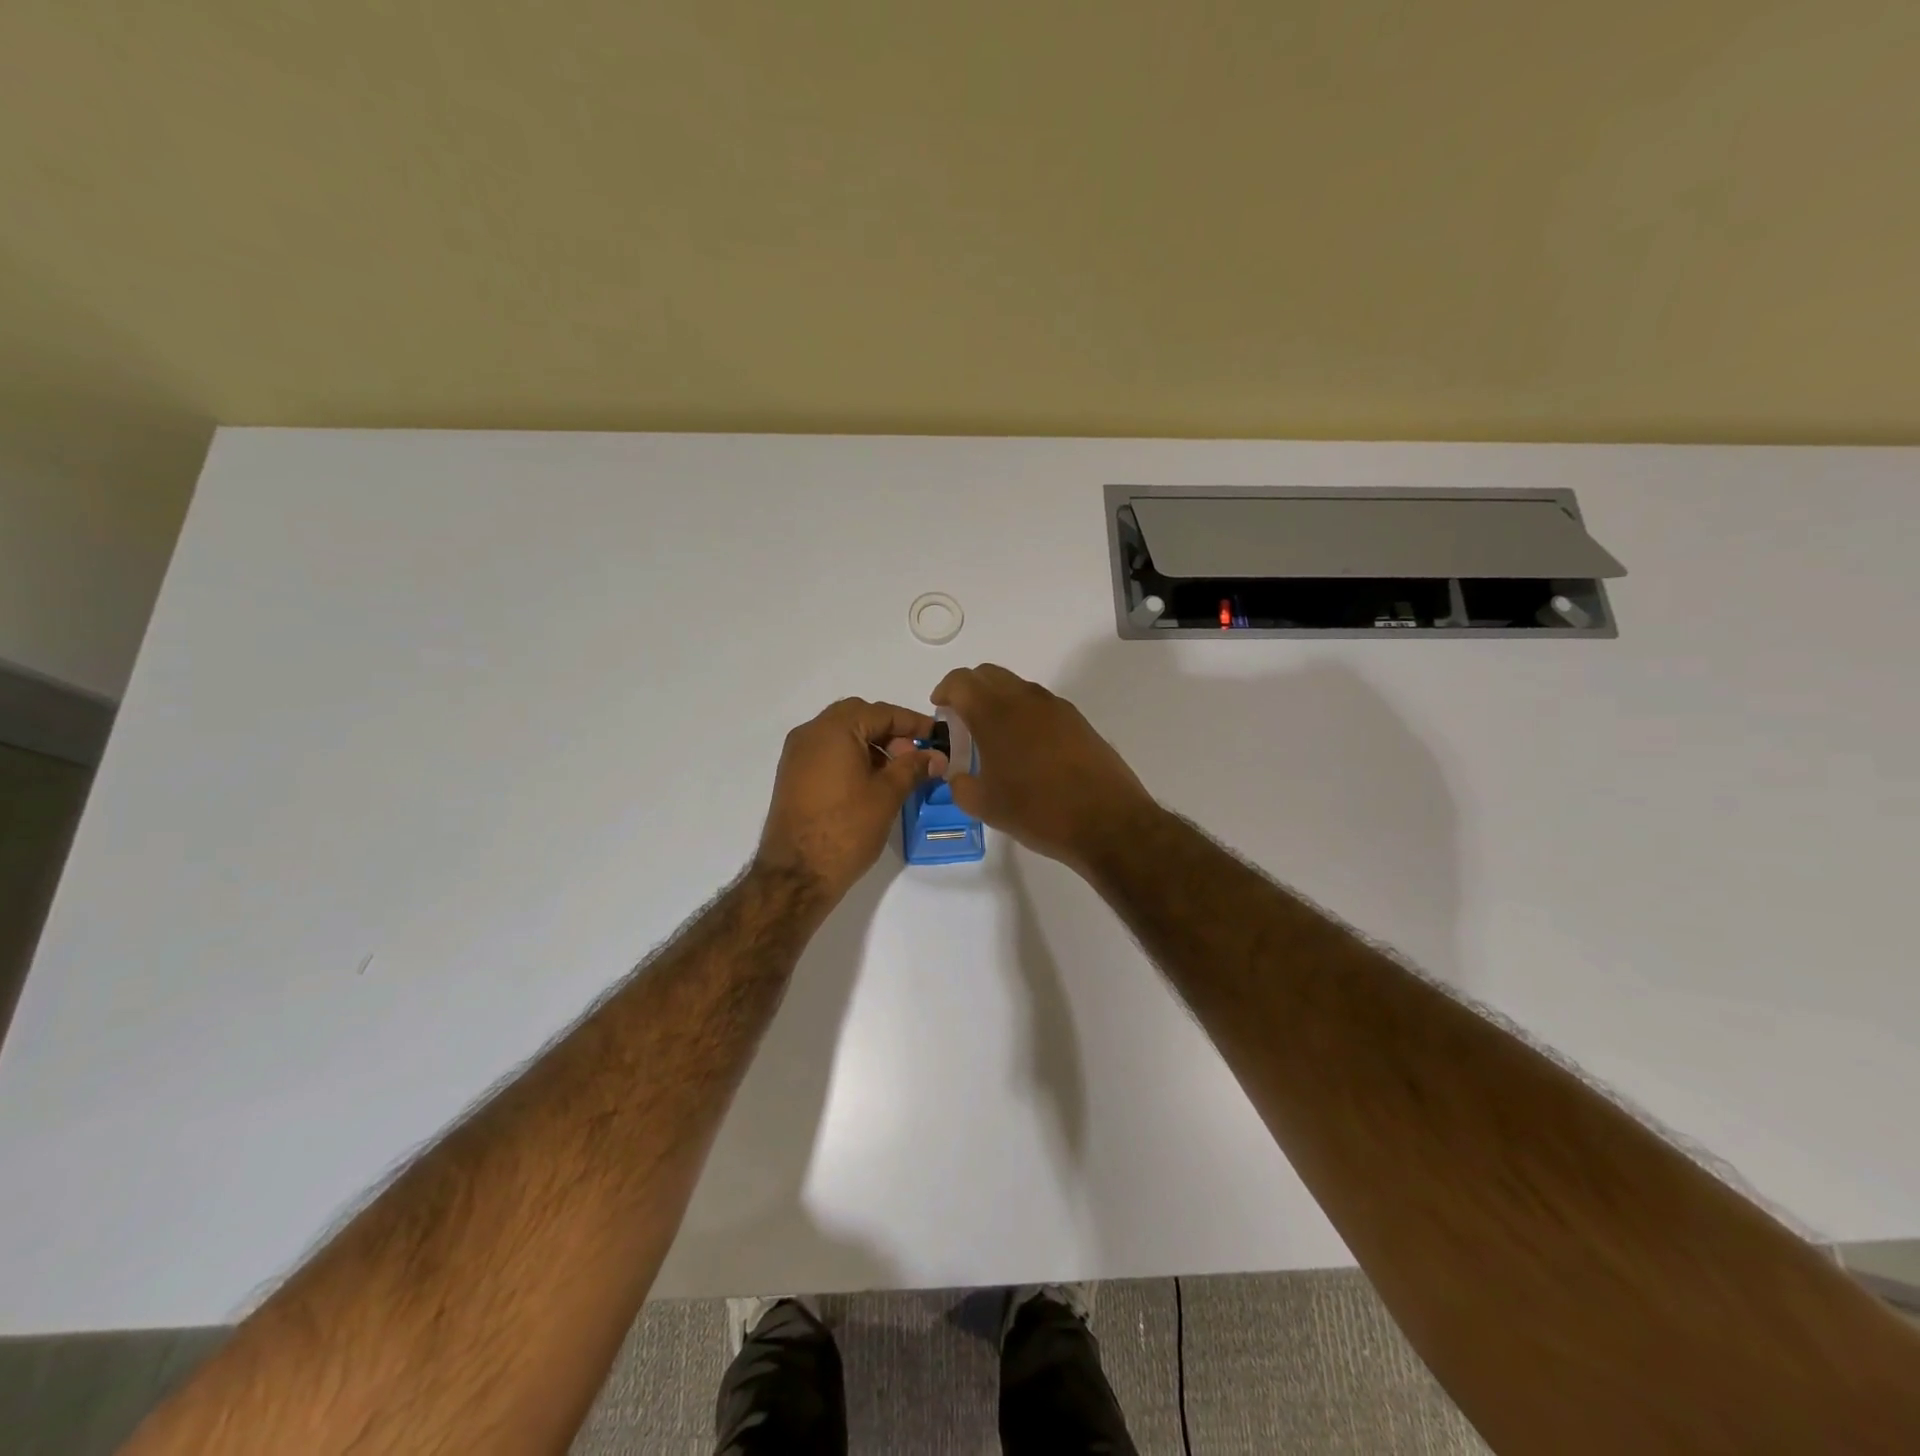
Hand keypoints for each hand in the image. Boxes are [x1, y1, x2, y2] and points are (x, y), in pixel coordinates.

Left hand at [755, 698, 943, 899]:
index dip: (913, 722)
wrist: (797, 874)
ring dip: (871, 744)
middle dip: (890, 731)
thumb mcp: (887, 794)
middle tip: (914, 754)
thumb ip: (913, 767)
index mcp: (833, 730)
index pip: (881, 712)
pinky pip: (827, 752)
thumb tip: (936, 756)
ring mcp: (796, 755)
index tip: (937, 735)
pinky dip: (852, 757)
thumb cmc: (847, 828)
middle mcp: (810, 733)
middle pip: (858, 717)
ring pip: (841, 734)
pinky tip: (871, 782)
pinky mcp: (792, 776)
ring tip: (896, 772)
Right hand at [931, 664, 1158, 870]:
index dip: (945, 691)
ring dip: (998, 701)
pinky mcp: (1077, 720)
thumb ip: (960, 785)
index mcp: (995, 713)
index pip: (961, 681)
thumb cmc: (1038, 812)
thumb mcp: (985, 806)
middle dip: (970, 690)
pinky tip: (1026, 749)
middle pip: (989, 675)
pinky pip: (1040, 704)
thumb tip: (958, 776)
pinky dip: (1023, 713)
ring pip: (1016, 687)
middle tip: (962, 721)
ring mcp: (1056, 707)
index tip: (940, 709)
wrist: (1107, 821)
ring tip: (994, 738)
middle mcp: (1025, 699)